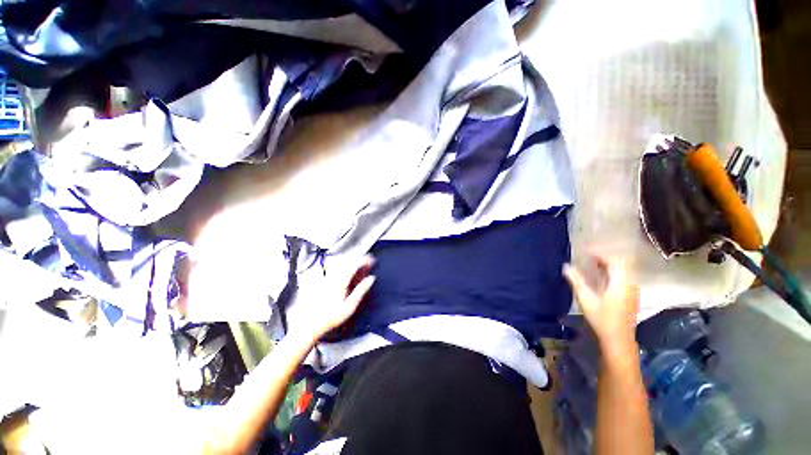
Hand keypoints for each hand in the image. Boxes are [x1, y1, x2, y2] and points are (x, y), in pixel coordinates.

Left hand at [295, 255, 375, 339]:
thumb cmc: (332, 316)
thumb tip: (371, 278)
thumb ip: (362, 289)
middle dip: (360, 261)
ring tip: (361, 268)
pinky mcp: (324, 282)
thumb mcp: (351, 305)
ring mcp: (328, 278)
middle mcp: (334, 276)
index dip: (364, 260)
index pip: (354, 264)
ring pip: (343, 265)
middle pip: (349, 263)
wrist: (311, 323)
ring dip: (353, 264)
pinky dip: (346, 269)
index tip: (372, 259)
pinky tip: (349, 275)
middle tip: (369, 262)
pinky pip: (337, 270)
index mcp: (341, 280)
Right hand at [563, 255, 638, 353]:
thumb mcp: (586, 299)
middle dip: (604, 256)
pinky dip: (611, 271)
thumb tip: (565, 265)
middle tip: (588, 255)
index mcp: (621, 283)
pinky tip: (600, 275)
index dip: (600, 252)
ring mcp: (632, 290)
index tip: (585, 250)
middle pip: (621, 262)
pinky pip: (623, 276)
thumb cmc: (602, 319)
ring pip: (623, 269)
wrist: (618, 340)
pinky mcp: (630, 295)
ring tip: (592, 262)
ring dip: (608, 263)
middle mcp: (630, 283)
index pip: (614, 260)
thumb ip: (576, 281)